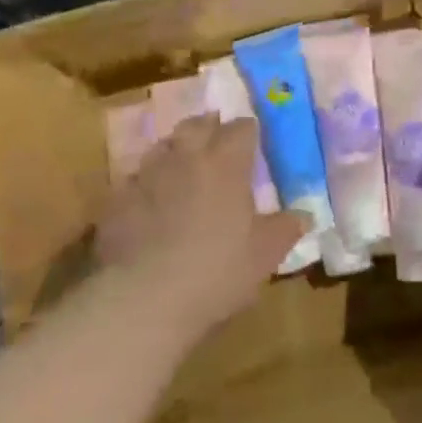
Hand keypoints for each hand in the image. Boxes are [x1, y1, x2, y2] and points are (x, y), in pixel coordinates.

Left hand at [94, 115, 305, 336]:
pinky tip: (148, 201)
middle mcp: (186, 157)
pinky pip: (134, 178)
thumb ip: (285, 229)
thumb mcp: (264, 255)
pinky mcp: (117, 198)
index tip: (253, 142)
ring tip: (182, 168)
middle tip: (216, 143)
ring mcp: (147, 174)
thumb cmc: (217, 271)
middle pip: (197, 124)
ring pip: (163, 146)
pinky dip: (145, 183)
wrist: (145, 298)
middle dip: (209, 128)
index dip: (248, 132)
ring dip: (175, 151)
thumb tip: (304, 215)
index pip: (241, 128)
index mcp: (226, 163)